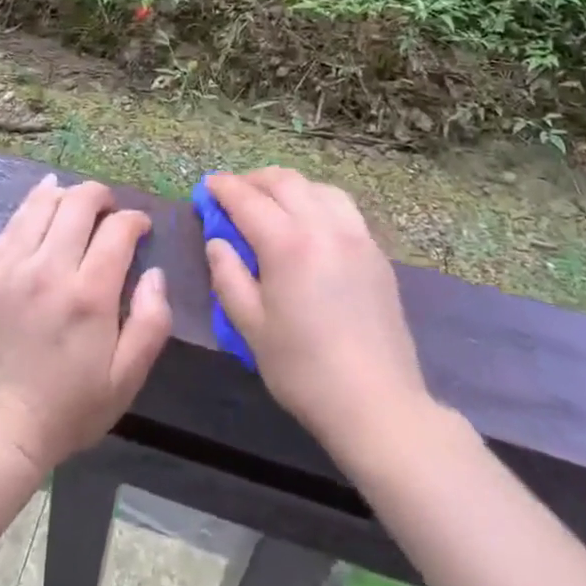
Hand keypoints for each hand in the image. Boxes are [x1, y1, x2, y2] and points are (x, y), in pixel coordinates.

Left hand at [0, 174, 171, 475]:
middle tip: (110, 210)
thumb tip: (155, 273)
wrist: (0, 428)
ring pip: (43, 204)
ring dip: (67, 195)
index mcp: (89, 295)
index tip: (140, 228)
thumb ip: (151, 321)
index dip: (135, 220)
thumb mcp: (126, 378)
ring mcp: (11, 267)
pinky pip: (12, 223)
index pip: (117, 229)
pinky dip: (33, 206)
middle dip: (102, 197)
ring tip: (77, 206)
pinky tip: (44, 202)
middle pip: (79, 203)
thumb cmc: (70, 407)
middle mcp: (49, 270)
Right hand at [205, 168, 435, 461]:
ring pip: (317, 188)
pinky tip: (309, 223)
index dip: (223, 188)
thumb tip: (217, 242)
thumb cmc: (304, 370)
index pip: (247, 199)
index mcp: (288, 244)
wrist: (378, 405)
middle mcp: (324, 227)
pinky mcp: (376, 252)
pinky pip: (342, 208)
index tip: (207, 186)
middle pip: (285, 182)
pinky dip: (317, 201)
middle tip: (234, 193)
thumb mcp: (250, 327)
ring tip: (272, 203)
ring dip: (288, 186)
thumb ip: (228, 277)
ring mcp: (356, 236)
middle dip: (254, 180)